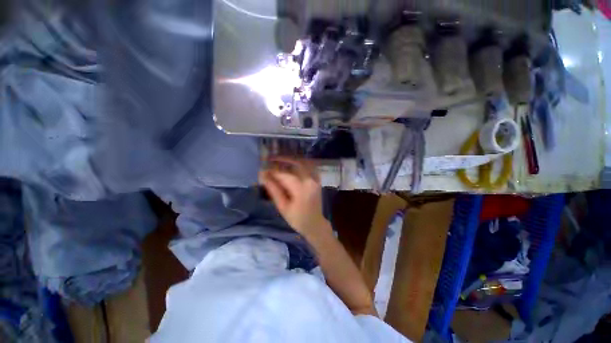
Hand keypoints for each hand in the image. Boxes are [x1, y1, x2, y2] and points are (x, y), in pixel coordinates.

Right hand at [259, 157, 330, 237]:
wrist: (315, 224)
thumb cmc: (297, 219)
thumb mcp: (283, 207)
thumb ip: (274, 190)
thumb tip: (263, 176)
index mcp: (301, 190)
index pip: (285, 175)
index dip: (273, 171)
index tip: (263, 169)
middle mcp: (310, 181)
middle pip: (295, 164)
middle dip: (282, 160)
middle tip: (270, 159)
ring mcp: (316, 179)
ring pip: (303, 163)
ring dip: (290, 160)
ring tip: (278, 160)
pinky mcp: (317, 180)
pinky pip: (309, 166)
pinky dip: (300, 163)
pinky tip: (291, 164)